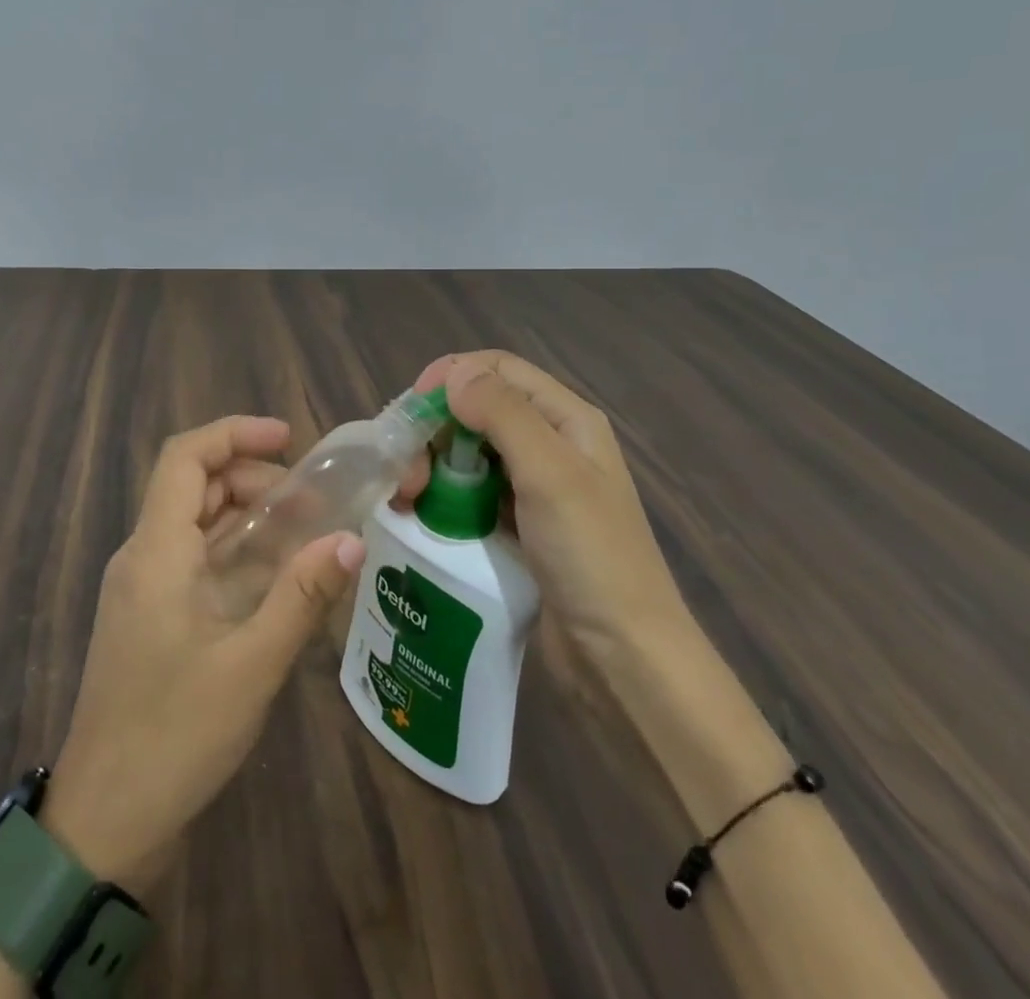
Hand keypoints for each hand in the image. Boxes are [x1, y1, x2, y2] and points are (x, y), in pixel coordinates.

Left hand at [39, 415, 398, 891]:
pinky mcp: (149, 617)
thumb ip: (302, 596)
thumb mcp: (251, 665)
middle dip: (251, 476)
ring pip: (194, 522)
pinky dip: (234, 550)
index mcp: (156, 551)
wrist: (104, 823)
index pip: (184, 457)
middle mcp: (142, 557)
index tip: (289, 439)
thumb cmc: (175, 736)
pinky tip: (275, 577)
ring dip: (245, 514)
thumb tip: (350, 539)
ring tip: (303, 531)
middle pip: (193, 485)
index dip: (235, 434)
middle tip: (310, 500)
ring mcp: (142, 589)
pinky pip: (192, 559)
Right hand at [413, 351, 688, 650]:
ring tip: (406, 497)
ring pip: (468, 452)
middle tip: (406, 470)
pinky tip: (418, 514)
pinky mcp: (515, 525)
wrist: (623, 658)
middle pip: (477, 410)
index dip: (451, 376)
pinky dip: (441, 495)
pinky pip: (469, 492)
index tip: (411, 408)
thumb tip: (454, 373)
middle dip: (435, 429)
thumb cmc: (591, 557)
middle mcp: (549, 444)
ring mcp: (532, 487)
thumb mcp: (550, 474)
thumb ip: (503, 414)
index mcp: (567, 420)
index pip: (499, 370)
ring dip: (432, 464)